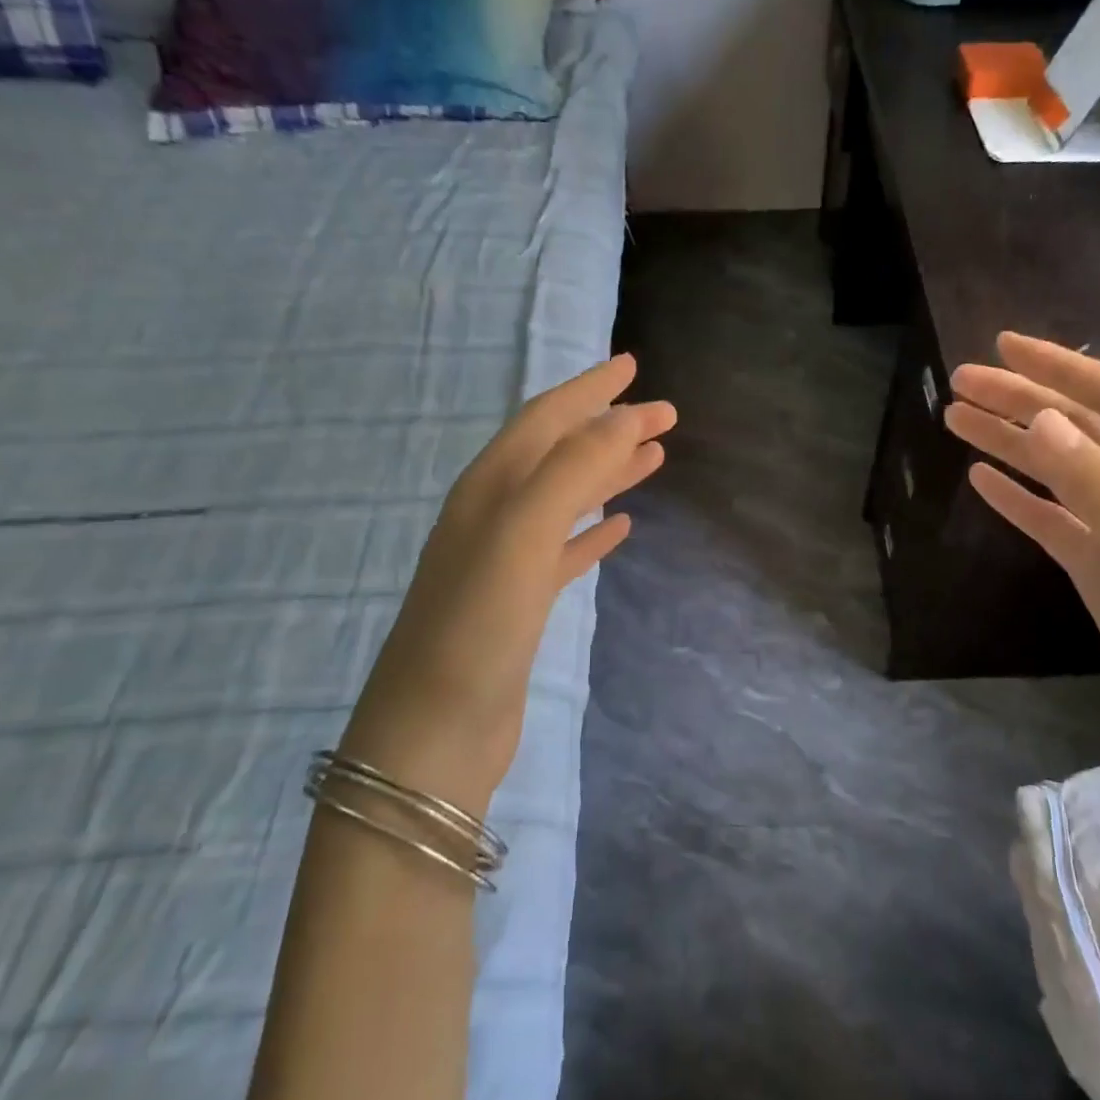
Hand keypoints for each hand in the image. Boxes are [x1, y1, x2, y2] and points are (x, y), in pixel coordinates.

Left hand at [341, 355, 675, 809]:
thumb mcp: (521, 534)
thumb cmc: (476, 627)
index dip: (589, 390)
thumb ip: (572, 470)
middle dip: (609, 427)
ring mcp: (507, 561)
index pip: (544, 420)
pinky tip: (622, 527)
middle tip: (664, 414)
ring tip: (653, 457)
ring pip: (566, 499)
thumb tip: (625, 416)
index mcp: (488, 489)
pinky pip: (566, 550)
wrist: (435, 733)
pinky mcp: (522, 603)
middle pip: (560, 454)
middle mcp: (493, 515)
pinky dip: (594, 531)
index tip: (633, 366)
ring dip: (608, 473)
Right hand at [944, 333, 1099, 793]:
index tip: (1003, 346)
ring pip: (1058, 472)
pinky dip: (1018, 499)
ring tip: (956, 421)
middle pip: (1079, 430)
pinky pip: (1052, 521)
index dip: (1062, 368)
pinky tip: (984, 481)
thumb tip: (1042, 420)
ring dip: (1010, 443)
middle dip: (1021, 401)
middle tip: (960, 383)